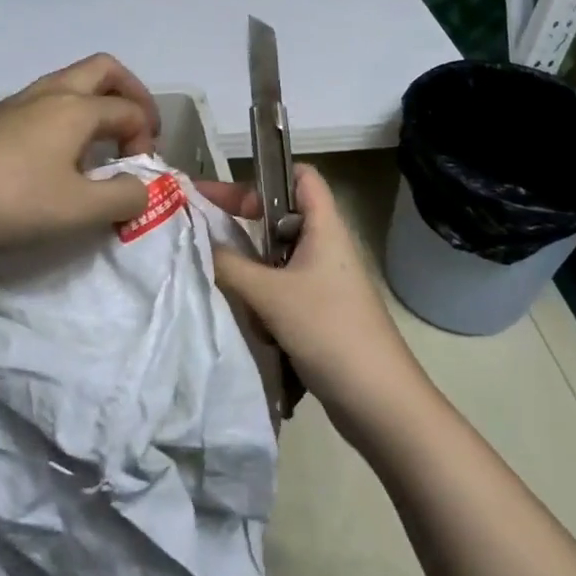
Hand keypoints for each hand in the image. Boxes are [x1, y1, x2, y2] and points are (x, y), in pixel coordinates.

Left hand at [0, 53, 162, 255]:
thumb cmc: (9, 202)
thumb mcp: (78, 210)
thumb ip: (123, 197)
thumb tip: (140, 186)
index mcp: (75, 108)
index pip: (130, 111)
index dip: (146, 140)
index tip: (138, 178)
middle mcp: (49, 93)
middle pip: (104, 70)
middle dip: (131, 94)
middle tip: (139, 129)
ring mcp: (16, 103)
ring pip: (71, 83)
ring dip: (97, 104)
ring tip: (101, 145)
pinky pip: (45, 103)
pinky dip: (68, 116)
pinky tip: (57, 157)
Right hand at [201, 166, 432, 441]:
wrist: (379, 402)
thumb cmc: (329, 331)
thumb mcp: (271, 294)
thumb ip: (229, 265)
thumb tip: (196, 242)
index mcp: (325, 228)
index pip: (301, 176)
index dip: (265, 174)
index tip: (224, 192)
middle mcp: (326, 248)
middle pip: (281, 217)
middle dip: (242, 220)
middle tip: (201, 227)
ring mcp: (324, 283)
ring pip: (276, 257)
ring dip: (246, 261)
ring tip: (210, 269)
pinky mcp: (319, 313)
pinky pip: (280, 289)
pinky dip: (257, 293)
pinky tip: (236, 309)